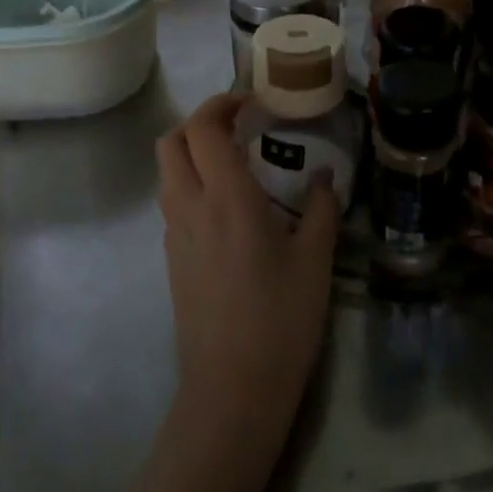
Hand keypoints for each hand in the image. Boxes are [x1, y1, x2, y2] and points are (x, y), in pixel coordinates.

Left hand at [156, 93, 339, 444]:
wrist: (232, 390)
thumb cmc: (281, 319)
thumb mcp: (316, 259)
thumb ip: (321, 207)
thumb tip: (324, 175)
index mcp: (227, 198)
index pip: (204, 128)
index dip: (223, 103)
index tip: (253, 101)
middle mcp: (190, 206)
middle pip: (172, 141)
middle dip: (201, 121)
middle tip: (239, 124)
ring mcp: (174, 234)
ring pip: (168, 171)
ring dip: (193, 151)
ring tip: (236, 160)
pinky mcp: (171, 258)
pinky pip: (174, 201)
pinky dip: (193, 182)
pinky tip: (229, 205)